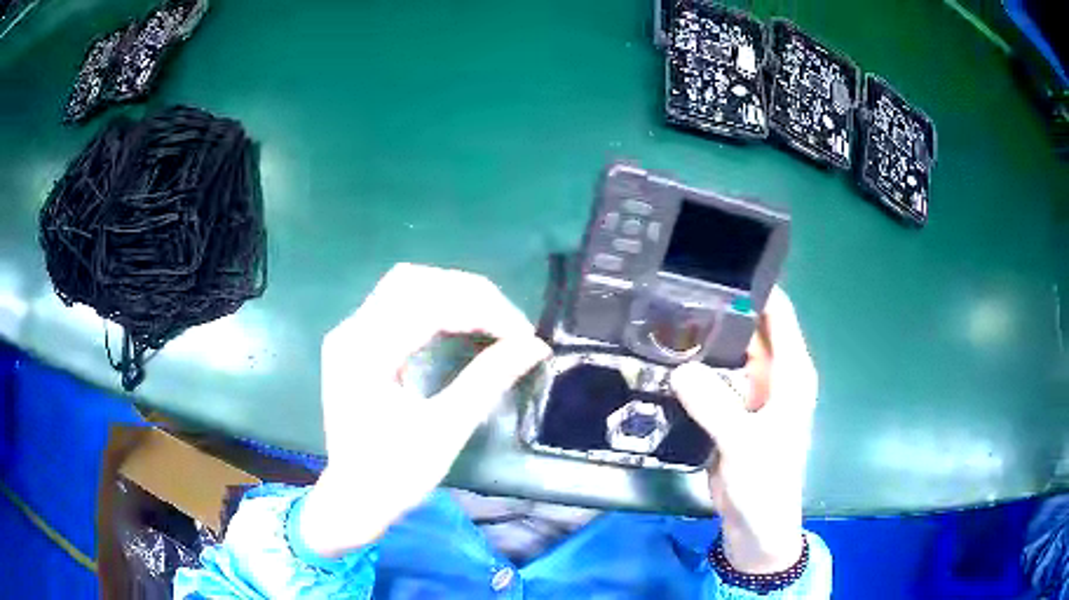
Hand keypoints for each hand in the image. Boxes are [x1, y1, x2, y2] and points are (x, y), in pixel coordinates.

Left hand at [300, 263, 550, 557]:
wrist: (354, 499)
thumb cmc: (396, 474)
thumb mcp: (445, 430)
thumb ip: (488, 380)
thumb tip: (533, 346)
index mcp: (366, 353)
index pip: (429, 304)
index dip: (482, 310)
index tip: (521, 334)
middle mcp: (351, 332)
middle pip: (414, 281)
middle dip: (468, 294)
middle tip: (508, 324)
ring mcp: (349, 335)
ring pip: (405, 287)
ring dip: (451, 295)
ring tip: (490, 320)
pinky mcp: (355, 344)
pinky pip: (396, 305)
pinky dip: (434, 307)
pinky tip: (458, 325)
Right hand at [671, 287, 817, 572]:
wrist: (755, 525)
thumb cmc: (765, 483)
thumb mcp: (745, 444)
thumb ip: (716, 405)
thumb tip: (679, 368)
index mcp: (792, 372)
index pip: (778, 312)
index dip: (755, 285)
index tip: (717, 262)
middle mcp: (774, 374)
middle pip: (748, 328)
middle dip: (719, 308)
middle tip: (675, 287)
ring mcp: (750, 392)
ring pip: (727, 353)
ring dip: (703, 339)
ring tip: (663, 315)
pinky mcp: (730, 410)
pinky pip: (712, 379)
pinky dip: (695, 369)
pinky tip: (667, 357)